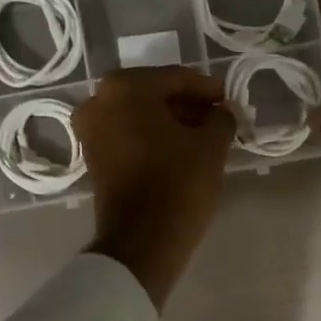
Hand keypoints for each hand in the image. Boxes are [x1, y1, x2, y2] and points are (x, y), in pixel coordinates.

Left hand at [75, 66, 234, 307]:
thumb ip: (220, 118)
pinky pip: (128, 135)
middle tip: (218, 117)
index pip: (175, 78)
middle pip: (153, 94)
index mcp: (125, 88)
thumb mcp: (211, 145)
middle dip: (187, 105)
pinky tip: (181, 149)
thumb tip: (221, 112)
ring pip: (139, 115)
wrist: (141, 242)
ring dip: (170, 121)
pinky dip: (152, 137)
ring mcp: (90, 130)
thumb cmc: (178, 184)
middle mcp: (98, 101)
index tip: (229, 99)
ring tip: (205, 135)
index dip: (207, 89)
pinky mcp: (92, 157)